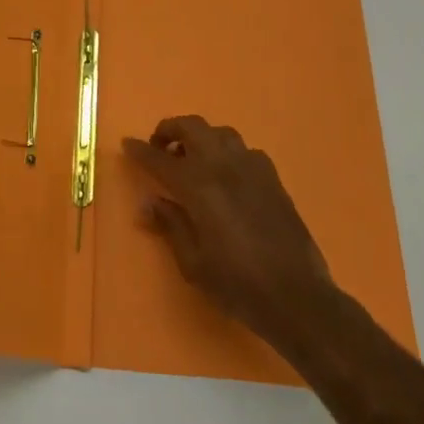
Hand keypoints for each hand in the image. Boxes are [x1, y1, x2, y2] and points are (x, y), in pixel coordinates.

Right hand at [123, 115, 337, 352]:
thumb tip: (149, 202)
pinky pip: (244, 150)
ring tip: (193, 159)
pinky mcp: (273, 178)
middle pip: (191, 127)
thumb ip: (170, 225)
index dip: (140, 150)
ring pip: (220, 133)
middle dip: (170, 130)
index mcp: (198, 185)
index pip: (159, 158)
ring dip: (200, 138)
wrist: (297, 296)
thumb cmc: (237, 284)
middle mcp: (223, 166)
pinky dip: (228, 153)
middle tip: (160, 148)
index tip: (127, 144)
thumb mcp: (193, 263)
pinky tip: (227, 176)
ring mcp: (252, 167)